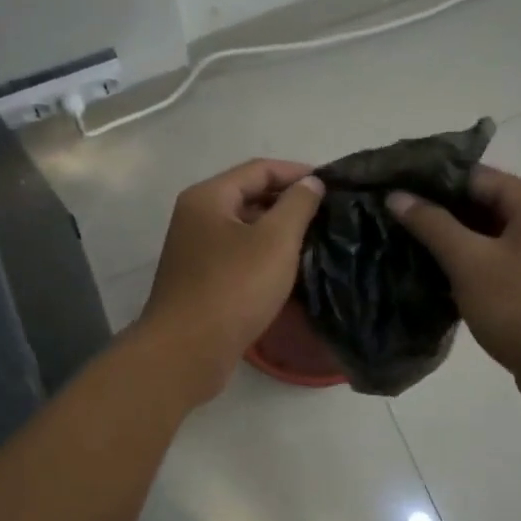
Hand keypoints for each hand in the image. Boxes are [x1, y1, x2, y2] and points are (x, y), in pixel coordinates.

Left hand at [138, 159, 325, 403]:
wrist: (187, 351)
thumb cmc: (233, 288)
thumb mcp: (275, 241)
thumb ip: (297, 205)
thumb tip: (311, 182)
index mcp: (208, 197)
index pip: (259, 169)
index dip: (298, 173)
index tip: (333, 186)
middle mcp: (196, 217)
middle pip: (249, 196)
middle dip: (289, 202)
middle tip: (328, 215)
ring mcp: (195, 250)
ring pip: (245, 229)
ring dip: (278, 231)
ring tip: (316, 240)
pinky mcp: (201, 280)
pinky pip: (238, 255)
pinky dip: (264, 255)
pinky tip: (290, 269)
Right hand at [388, 166, 520, 419]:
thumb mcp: (471, 262)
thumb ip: (432, 225)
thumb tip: (397, 195)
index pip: (471, 175)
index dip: (427, 181)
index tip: (386, 188)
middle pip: (477, 204)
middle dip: (432, 212)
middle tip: (384, 218)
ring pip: (481, 237)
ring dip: (444, 243)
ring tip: (395, 244)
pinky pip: (489, 265)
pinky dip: (461, 268)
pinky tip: (424, 276)